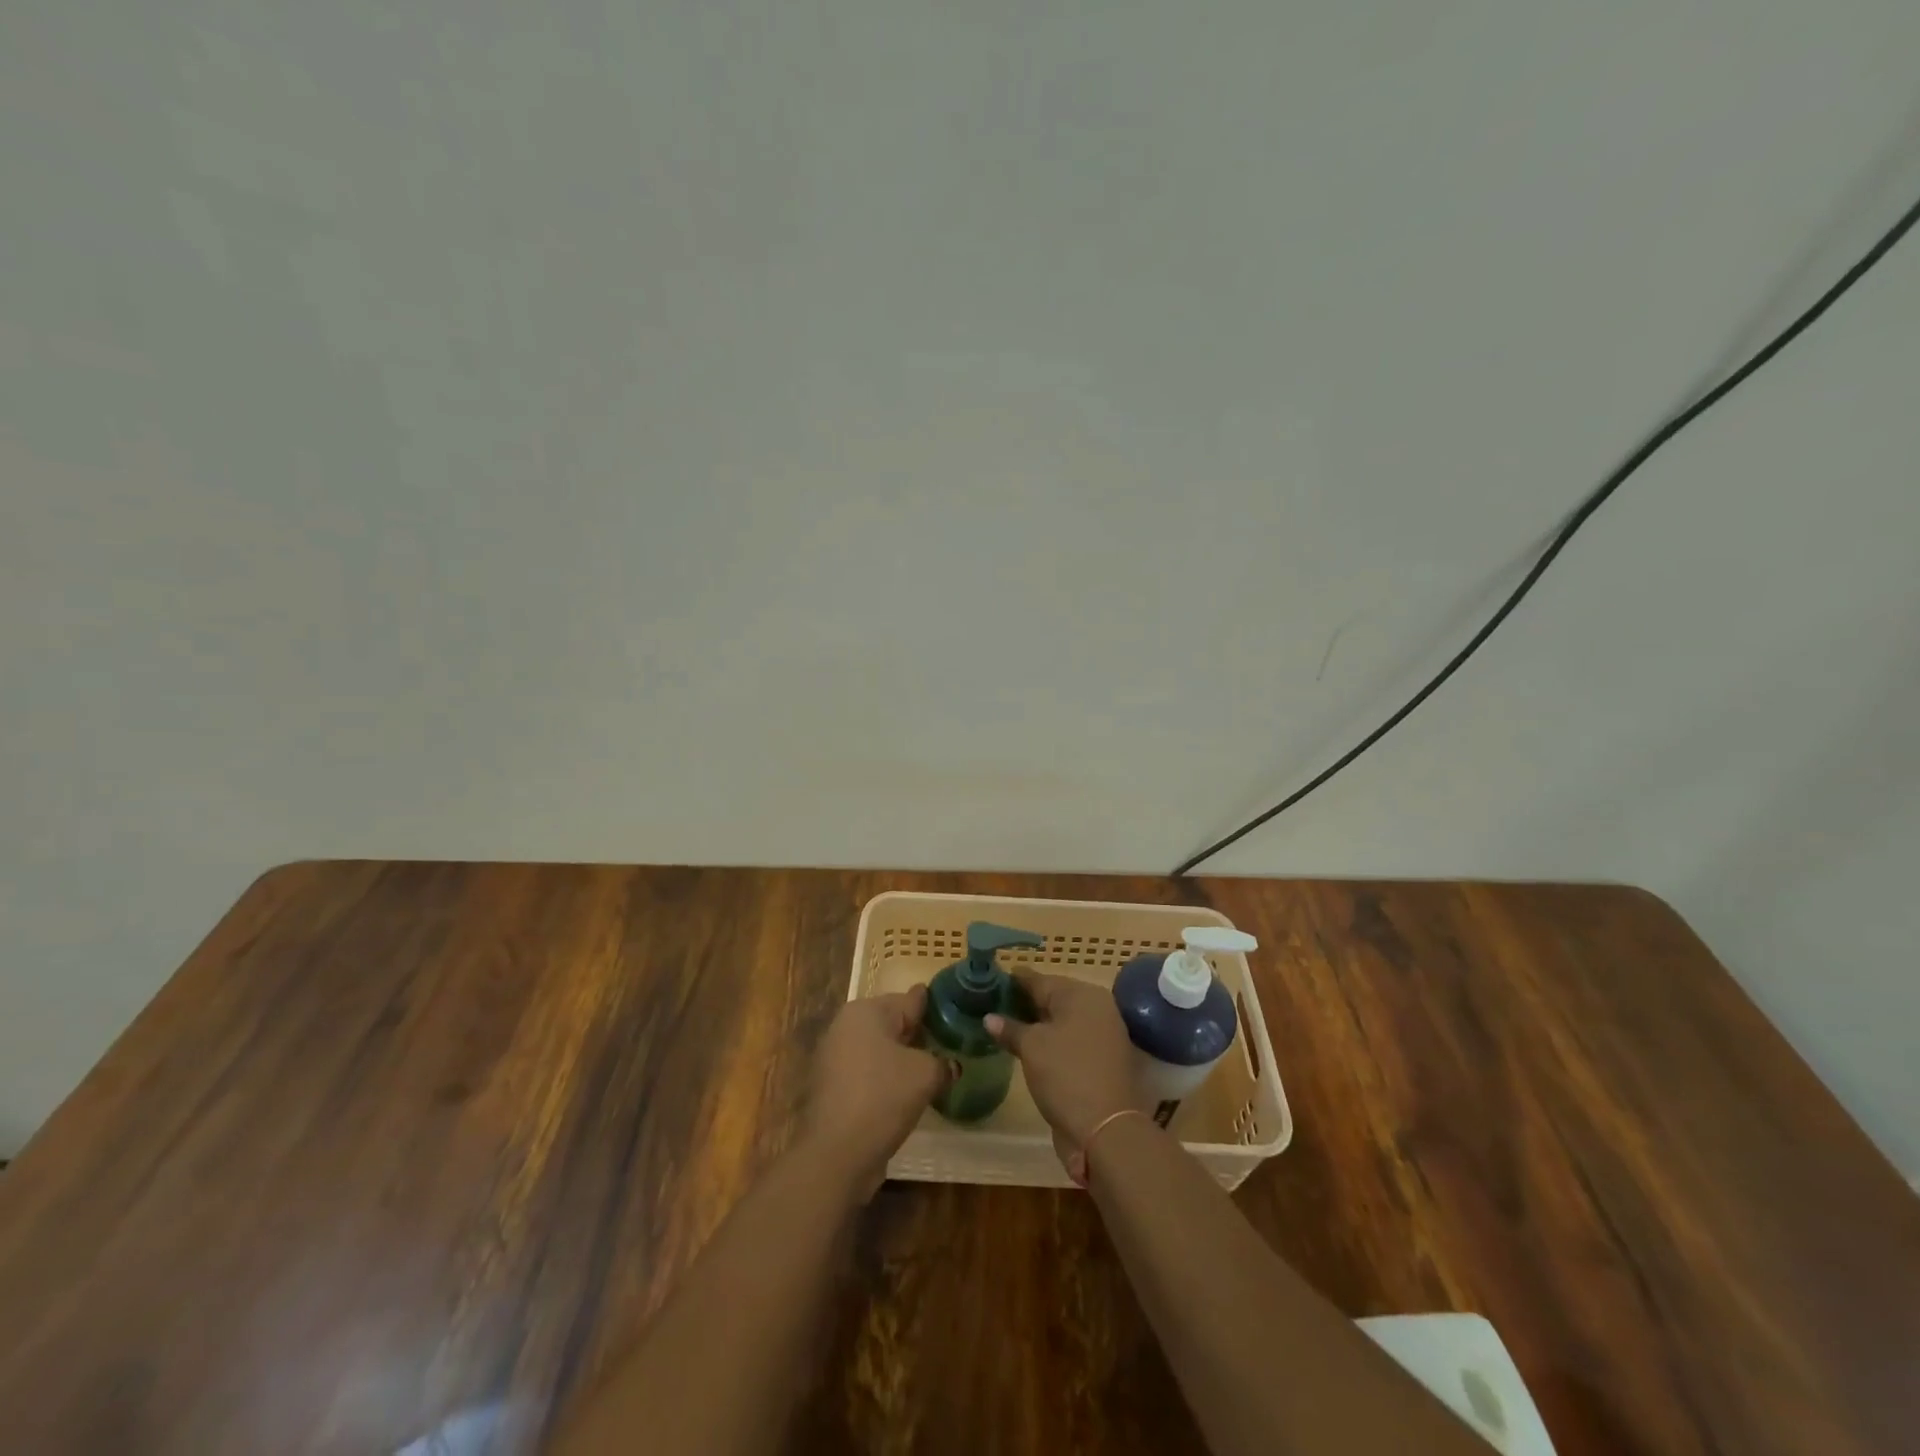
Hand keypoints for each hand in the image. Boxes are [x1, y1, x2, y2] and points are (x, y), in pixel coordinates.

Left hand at [804, 988, 949, 1197]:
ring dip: (903, 1059)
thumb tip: (950, 1065)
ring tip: (933, 1072)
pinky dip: (886, 1079)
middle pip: (893, 1023)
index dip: (936, 1008)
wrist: (835, 1155)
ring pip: (880, 1049)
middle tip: (950, 1047)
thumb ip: (942, 1062)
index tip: (957, 1014)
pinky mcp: (831, 1086)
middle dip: (919, 1035)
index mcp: (867, 1011)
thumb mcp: (925, 1075)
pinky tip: (906, 1095)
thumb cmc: (882, 1098)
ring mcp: (834, 1056)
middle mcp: (846, 1025)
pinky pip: (868, 1072)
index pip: (911, 999)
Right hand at [986, 973, 1141, 1163]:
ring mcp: (1102, 1035)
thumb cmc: (1066, 1075)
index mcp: (1082, 995)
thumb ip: (1010, 1028)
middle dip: (1024, 1002)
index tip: (991, 980)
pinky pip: (1069, 1040)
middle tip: (992, 1005)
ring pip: (1061, 1021)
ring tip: (1004, 1026)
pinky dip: (1049, 1041)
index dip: (1014, 980)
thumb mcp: (1032, 1047)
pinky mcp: (1101, 1060)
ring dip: (1036, 1023)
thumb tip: (990, 1018)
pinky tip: (1027, 1047)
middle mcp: (1096, 1008)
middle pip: (1053, 998)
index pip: (1040, 980)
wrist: (1106, 1130)